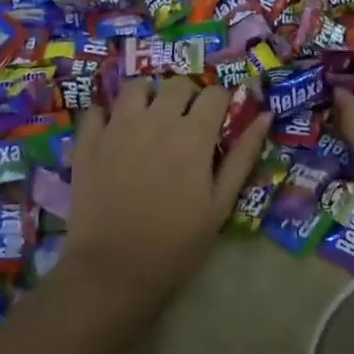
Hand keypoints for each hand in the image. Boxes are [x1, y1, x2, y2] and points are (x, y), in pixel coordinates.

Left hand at [63, 76, 272, 311]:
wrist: (115, 269)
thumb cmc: (177, 243)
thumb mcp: (220, 204)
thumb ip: (243, 157)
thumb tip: (265, 116)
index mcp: (193, 135)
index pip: (215, 94)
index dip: (221, 103)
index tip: (218, 120)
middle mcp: (156, 120)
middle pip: (177, 84)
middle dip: (188, 96)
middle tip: (186, 122)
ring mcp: (117, 127)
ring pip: (136, 87)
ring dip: (149, 97)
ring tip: (150, 119)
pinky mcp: (88, 142)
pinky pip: (98, 110)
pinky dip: (109, 115)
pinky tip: (115, 133)